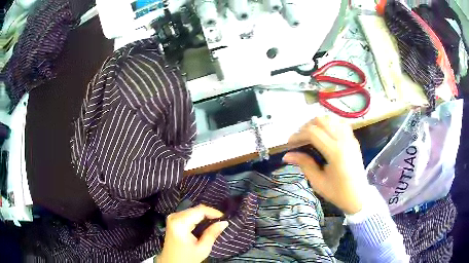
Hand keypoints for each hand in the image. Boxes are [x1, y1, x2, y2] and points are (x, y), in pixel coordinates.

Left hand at [157, 205, 228, 262]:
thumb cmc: (187, 258)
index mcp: (180, 223)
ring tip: (215, 222)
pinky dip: (198, 217)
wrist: (172, 262)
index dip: (213, 212)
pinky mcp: (173, 220)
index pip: (199, 211)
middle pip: (195, 209)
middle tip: (221, 221)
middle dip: (209, 214)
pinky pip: (188, 214)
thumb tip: (224, 222)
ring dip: (204, 215)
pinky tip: (205, 224)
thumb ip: (212, 233)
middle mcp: (174, 217)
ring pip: (192, 210)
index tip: (224, 218)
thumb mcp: (202, 248)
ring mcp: (172, 217)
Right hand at [283, 116, 368, 214]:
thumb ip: (304, 164)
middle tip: (299, 140)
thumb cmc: (338, 192)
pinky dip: (330, 124)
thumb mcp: (318, 182)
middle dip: (306, 127)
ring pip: (331, 119)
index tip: (289, 144)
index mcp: (335, 152)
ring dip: (318, 124)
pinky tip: (325, 134)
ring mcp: (350, 138)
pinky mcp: (353, 139)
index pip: (312, 133)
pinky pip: (340, 123)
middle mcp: (343, 140)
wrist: (359, 196)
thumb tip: (287, 155)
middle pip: (321, 121)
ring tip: (311, 136)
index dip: (298, 135)